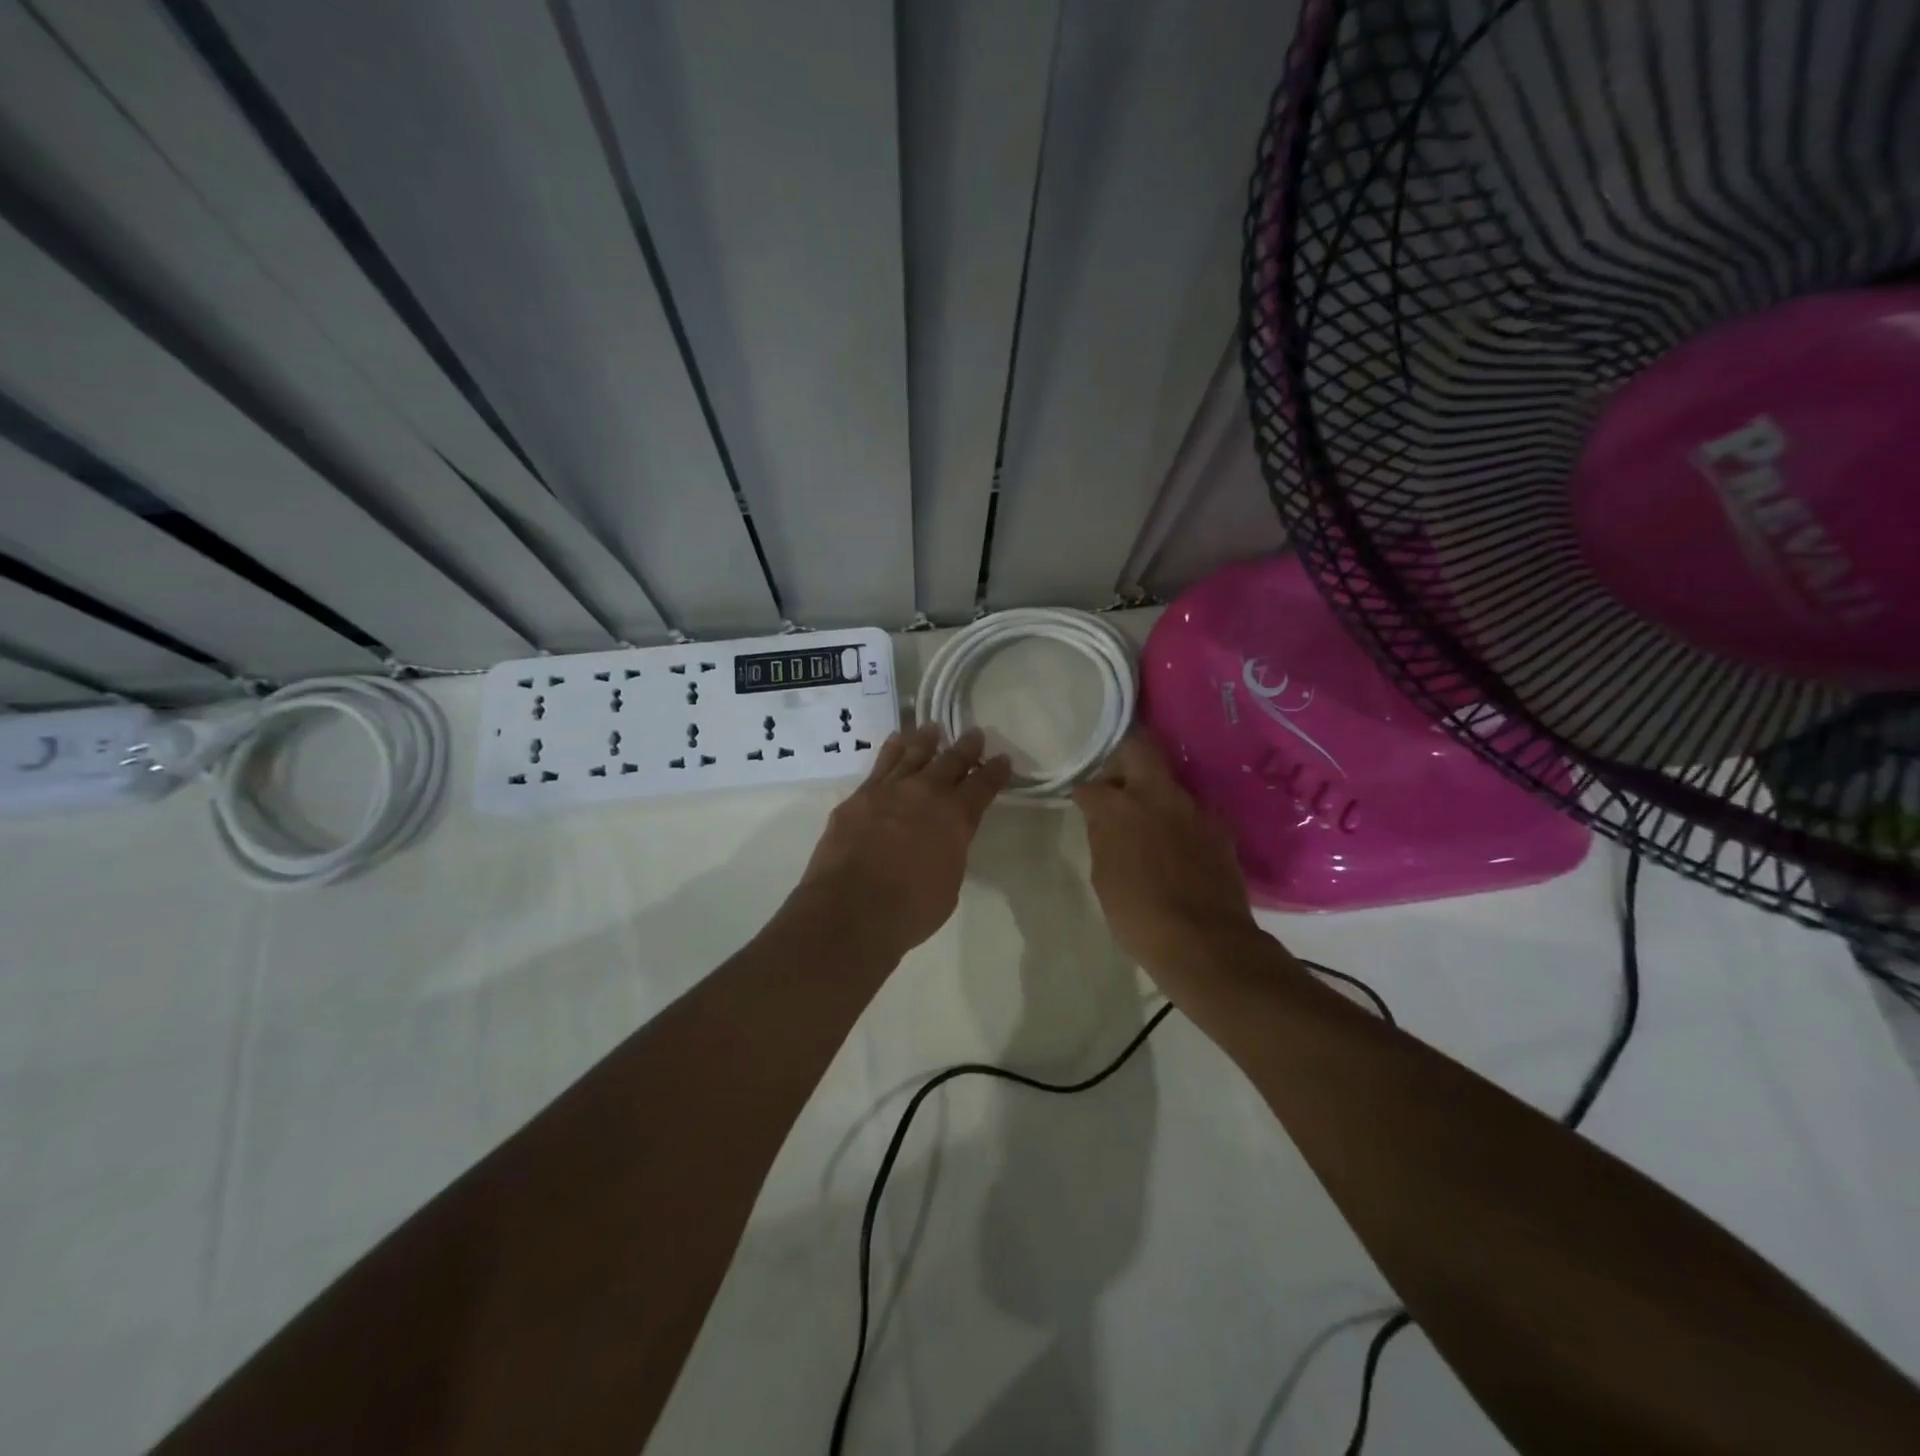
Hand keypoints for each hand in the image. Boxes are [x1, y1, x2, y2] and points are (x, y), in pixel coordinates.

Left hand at [791, 724, 1010, 959]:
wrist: (851, 909)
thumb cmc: (910, 909)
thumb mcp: (948, 885)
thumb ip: (949, 853)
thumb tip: (943, 841)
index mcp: (955, 818)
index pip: (982, 787)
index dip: (995, 772)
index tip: (1002, 759)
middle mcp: (925, 795)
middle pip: (950, 762)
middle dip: (965, 748)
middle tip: (974, 734)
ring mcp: (888, 791)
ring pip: (912, 755)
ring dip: (925, 741)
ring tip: (932, 729)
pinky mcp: (858, 797)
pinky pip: (880, 765)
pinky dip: (891, 750)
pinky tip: (894, 742)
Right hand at [1072, 732, 1260, 978]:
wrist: (1205, 943)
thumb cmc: (1139, 915)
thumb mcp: (1104, 876)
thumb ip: (1103, 837)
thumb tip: (1104, 820)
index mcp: (1119, 807)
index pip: (1091, 784)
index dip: (1084, 794)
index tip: (1082, 804)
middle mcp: (1158, 795)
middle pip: (1138, 749)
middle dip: (1122, 762)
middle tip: (1116, 789)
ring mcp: (1194, 808)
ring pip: (1168, 784)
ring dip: (1154, 797)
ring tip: (1149, 827)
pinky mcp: (1220, 828)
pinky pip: (1192, 813)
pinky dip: (1180, 823)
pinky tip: (1178, 850)